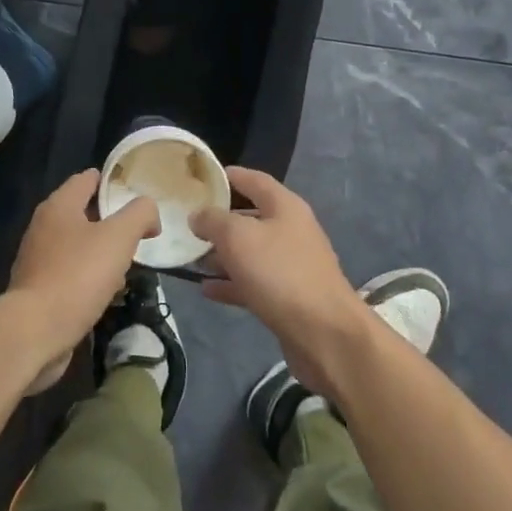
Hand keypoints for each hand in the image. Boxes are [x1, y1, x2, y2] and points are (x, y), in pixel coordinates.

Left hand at [7, 169, 159, 393]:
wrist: (34, 332)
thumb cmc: (78, 275)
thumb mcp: (118, 237)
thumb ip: (139, 214)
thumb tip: (149, 211)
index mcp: (59, 206)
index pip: (86, 179)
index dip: (112, 181)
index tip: (136, 191)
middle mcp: (43, 226)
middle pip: (82, 212)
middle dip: (110, 219)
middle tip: (138, 230)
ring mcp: (37, 259)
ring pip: (76, 245)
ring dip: (101, 250)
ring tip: (127, 263)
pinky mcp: (37, 289)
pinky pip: (69, 272)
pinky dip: (88, 276)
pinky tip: (106, 291)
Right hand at [190, 168, 368, 390]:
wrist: (325, 334)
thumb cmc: (280, 273)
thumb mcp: (238, 237)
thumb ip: (213, 220)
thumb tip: (198, 215)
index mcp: (285, 206)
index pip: (253, 180)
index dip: (228, 176)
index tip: (200, 178)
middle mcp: (291, 230)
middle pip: (250, 217)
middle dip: (219, 220)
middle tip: (186, 222)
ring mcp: (291, 265)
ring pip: (250, 252)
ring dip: (222, 254)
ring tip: (190, 258)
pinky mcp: (288, 297)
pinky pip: (253, 282)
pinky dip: (231, 283)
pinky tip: (205, 289)